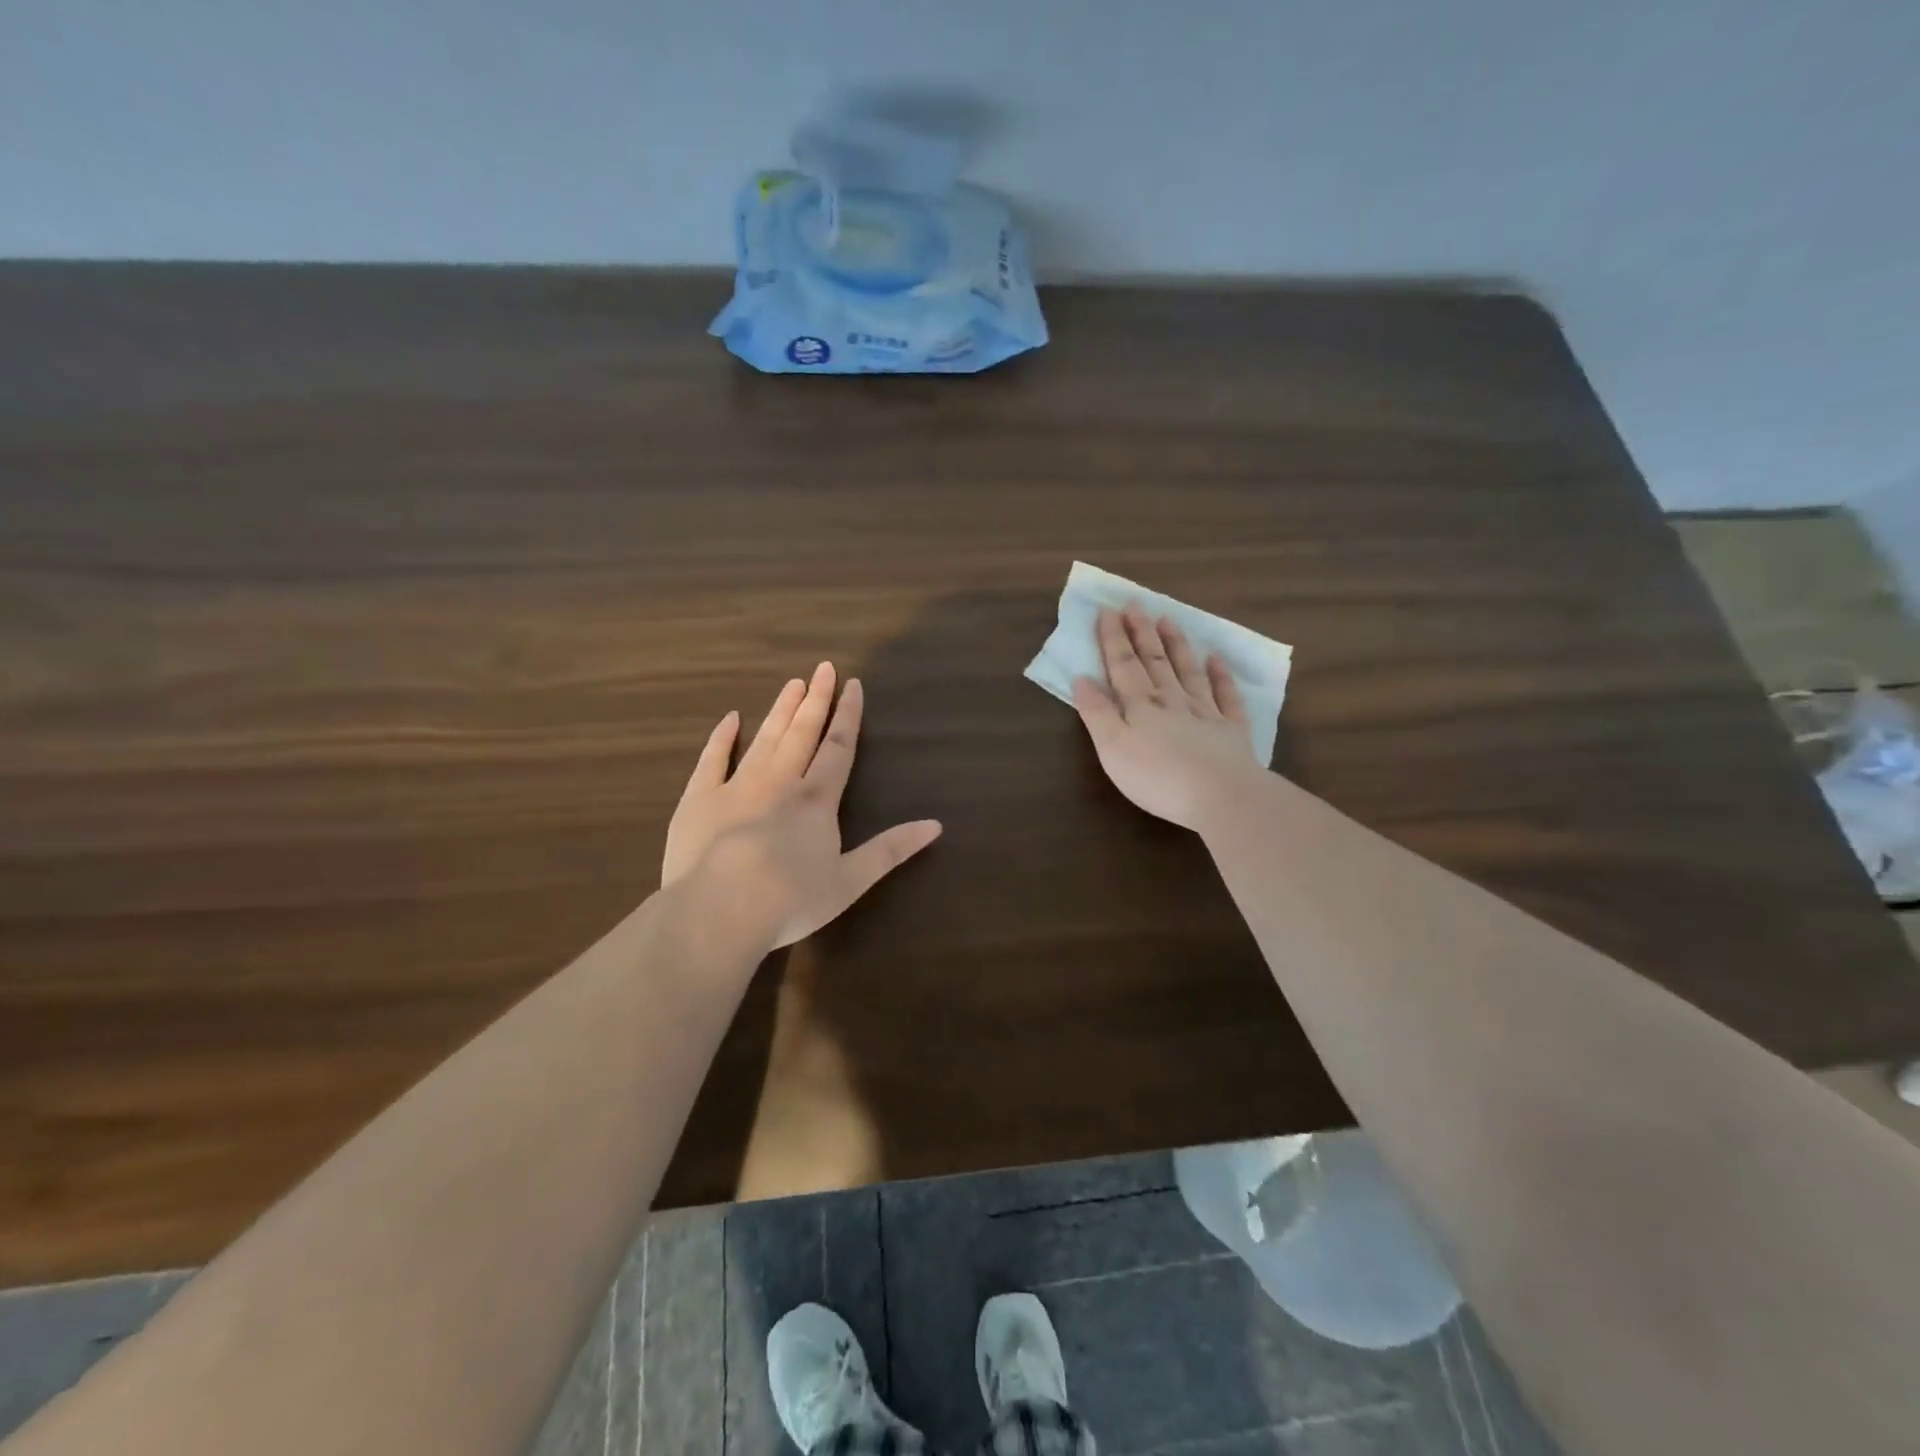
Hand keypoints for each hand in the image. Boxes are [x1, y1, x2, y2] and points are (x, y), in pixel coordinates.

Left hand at [664, 662, 941, 949]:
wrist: (720, 910)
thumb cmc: (791, 899)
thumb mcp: (851, 881)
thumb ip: (891, 850)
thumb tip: (936, 825)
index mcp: (816, 800)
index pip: (838, 748)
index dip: (848, 716)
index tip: (853, 685)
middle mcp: (780, 782)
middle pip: (802, 733)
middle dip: (816, 700)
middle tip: (823, 668)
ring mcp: (736, 787)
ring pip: (764, 739)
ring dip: (780, 710)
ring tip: (792, 684)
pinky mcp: (699, 799)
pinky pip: (712, 760)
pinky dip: (722, 738)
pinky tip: (731, 719)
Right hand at [1071, 603, 1262, 831]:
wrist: (1221, 796)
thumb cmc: (1157, 777)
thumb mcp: (1112, 749)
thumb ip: (1097, 713)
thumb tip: (1081, 678)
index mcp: (1140, 706)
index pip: (1123, 665)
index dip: (1113, 638)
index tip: (1107, 610)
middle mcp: (1172, 701)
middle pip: (1155, 661)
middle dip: (1142, 632)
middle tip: (1135, 603)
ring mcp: (1206, 713)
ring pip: (1188, 671)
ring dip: (1177, 645)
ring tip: (1168, 619)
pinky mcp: (1232, 731)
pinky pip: (1227, 696)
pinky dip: (1221, 676)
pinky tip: (1217, 660)